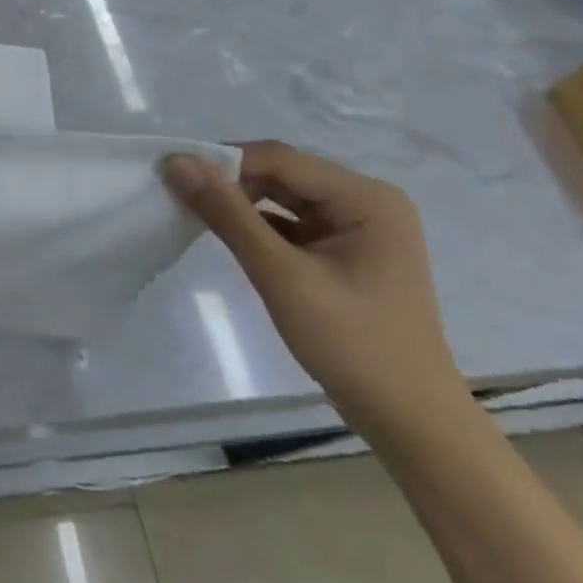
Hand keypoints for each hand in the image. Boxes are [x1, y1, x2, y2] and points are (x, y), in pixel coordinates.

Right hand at [163, 141, 472, 448]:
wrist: (410, 424)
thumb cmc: (353, 345)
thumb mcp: (281, 275)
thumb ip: (228, 214)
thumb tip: (176, 161)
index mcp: (366, 198)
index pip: (279, 159)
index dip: (224, 161)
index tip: (172, 175)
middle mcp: (366, 202)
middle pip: (282, 174)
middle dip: (230, 182)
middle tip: (178, 194)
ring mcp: (358, 228)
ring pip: (283, 197)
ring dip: (240, 203)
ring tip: (194, 211)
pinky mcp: (345, 252)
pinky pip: (290, 222)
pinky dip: (257, 225)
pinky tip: (227, 235)